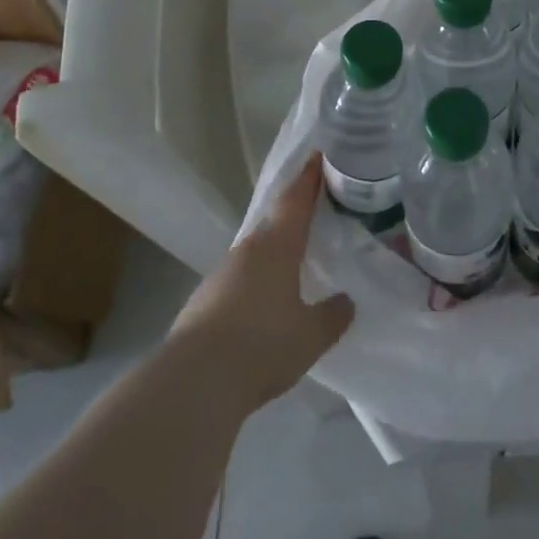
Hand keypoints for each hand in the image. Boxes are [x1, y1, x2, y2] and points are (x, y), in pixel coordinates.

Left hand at [168, 155, 354, 410]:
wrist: (192, 384)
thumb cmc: (260, 345)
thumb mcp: (310, 336)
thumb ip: (332, 315)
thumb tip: (346, 301)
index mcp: (277, 245)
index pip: (296, 198)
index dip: (309, 176)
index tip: (318, 155)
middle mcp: (248, 250)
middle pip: (274, 221)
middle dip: (294, 212)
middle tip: (315, 207)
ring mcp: (221, 274)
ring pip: (255, 251)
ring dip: (274, 248)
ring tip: (294, 256)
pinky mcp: (203, 302)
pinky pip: (238, 278)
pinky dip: (255, 278)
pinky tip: (263, 300)